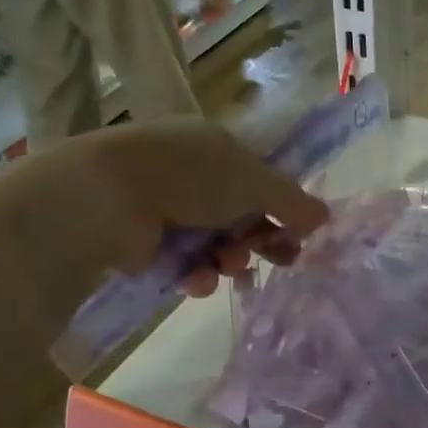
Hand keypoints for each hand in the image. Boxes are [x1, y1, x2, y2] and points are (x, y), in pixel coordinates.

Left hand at [0, 120, 328, 319]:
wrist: (103, 199)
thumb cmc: (189, 177)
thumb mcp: (255, 182)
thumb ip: (293, 202)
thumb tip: (324, 216)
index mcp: (217, 147)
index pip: (262, 178)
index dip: (284, 207)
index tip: (300, 235)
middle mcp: (192, 174)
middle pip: (241, 214)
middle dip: (261, 239)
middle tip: (281, 261)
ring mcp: (165, 207)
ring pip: (215, 242)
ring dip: (230, 259)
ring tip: (229, 268)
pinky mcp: (143, 242)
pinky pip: (184, 262)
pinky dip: (195, 273)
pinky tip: (196, 280)